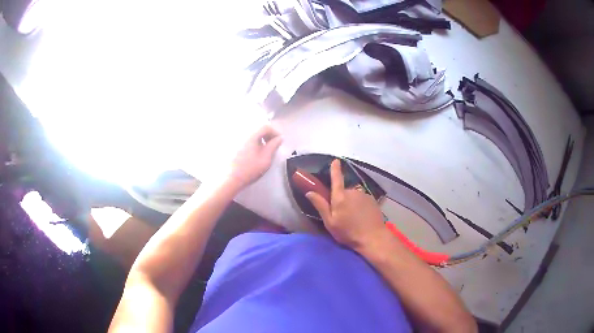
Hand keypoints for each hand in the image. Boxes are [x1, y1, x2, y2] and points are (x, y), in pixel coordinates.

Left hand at [229, 124, 281, 188]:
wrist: (231, 178)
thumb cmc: (250, 169)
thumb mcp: (266, 158)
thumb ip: (273, 146)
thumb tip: (279, 138)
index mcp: (252, 135)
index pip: (266, 127)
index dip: (275, 132)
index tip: (279, 141)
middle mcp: (243, 133)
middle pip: (258, 128)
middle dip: (267, 135)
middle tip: (273, 144)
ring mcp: (237, 138)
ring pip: (252, 133)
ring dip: (260, 138)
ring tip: (264, 149)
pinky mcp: (233, 144)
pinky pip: (246, 138)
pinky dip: (253, 141)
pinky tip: (254, 152)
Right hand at [306, 159, 386, 251]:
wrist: (372, 237)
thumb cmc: (348, 232)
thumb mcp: (330, 222)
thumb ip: (320, 206)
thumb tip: (309, 192)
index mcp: (340, 197)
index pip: (336, 178)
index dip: (335, 169)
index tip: (335, 160)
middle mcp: (352, 192)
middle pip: (343, 191)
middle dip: (341, 199)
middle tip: (341, 215)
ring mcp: (364, 195)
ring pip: (354, 196)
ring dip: (351, 203)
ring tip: (353, 218)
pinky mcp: (372, 200)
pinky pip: (362, 200)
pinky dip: (360, 206)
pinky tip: (362, 217)